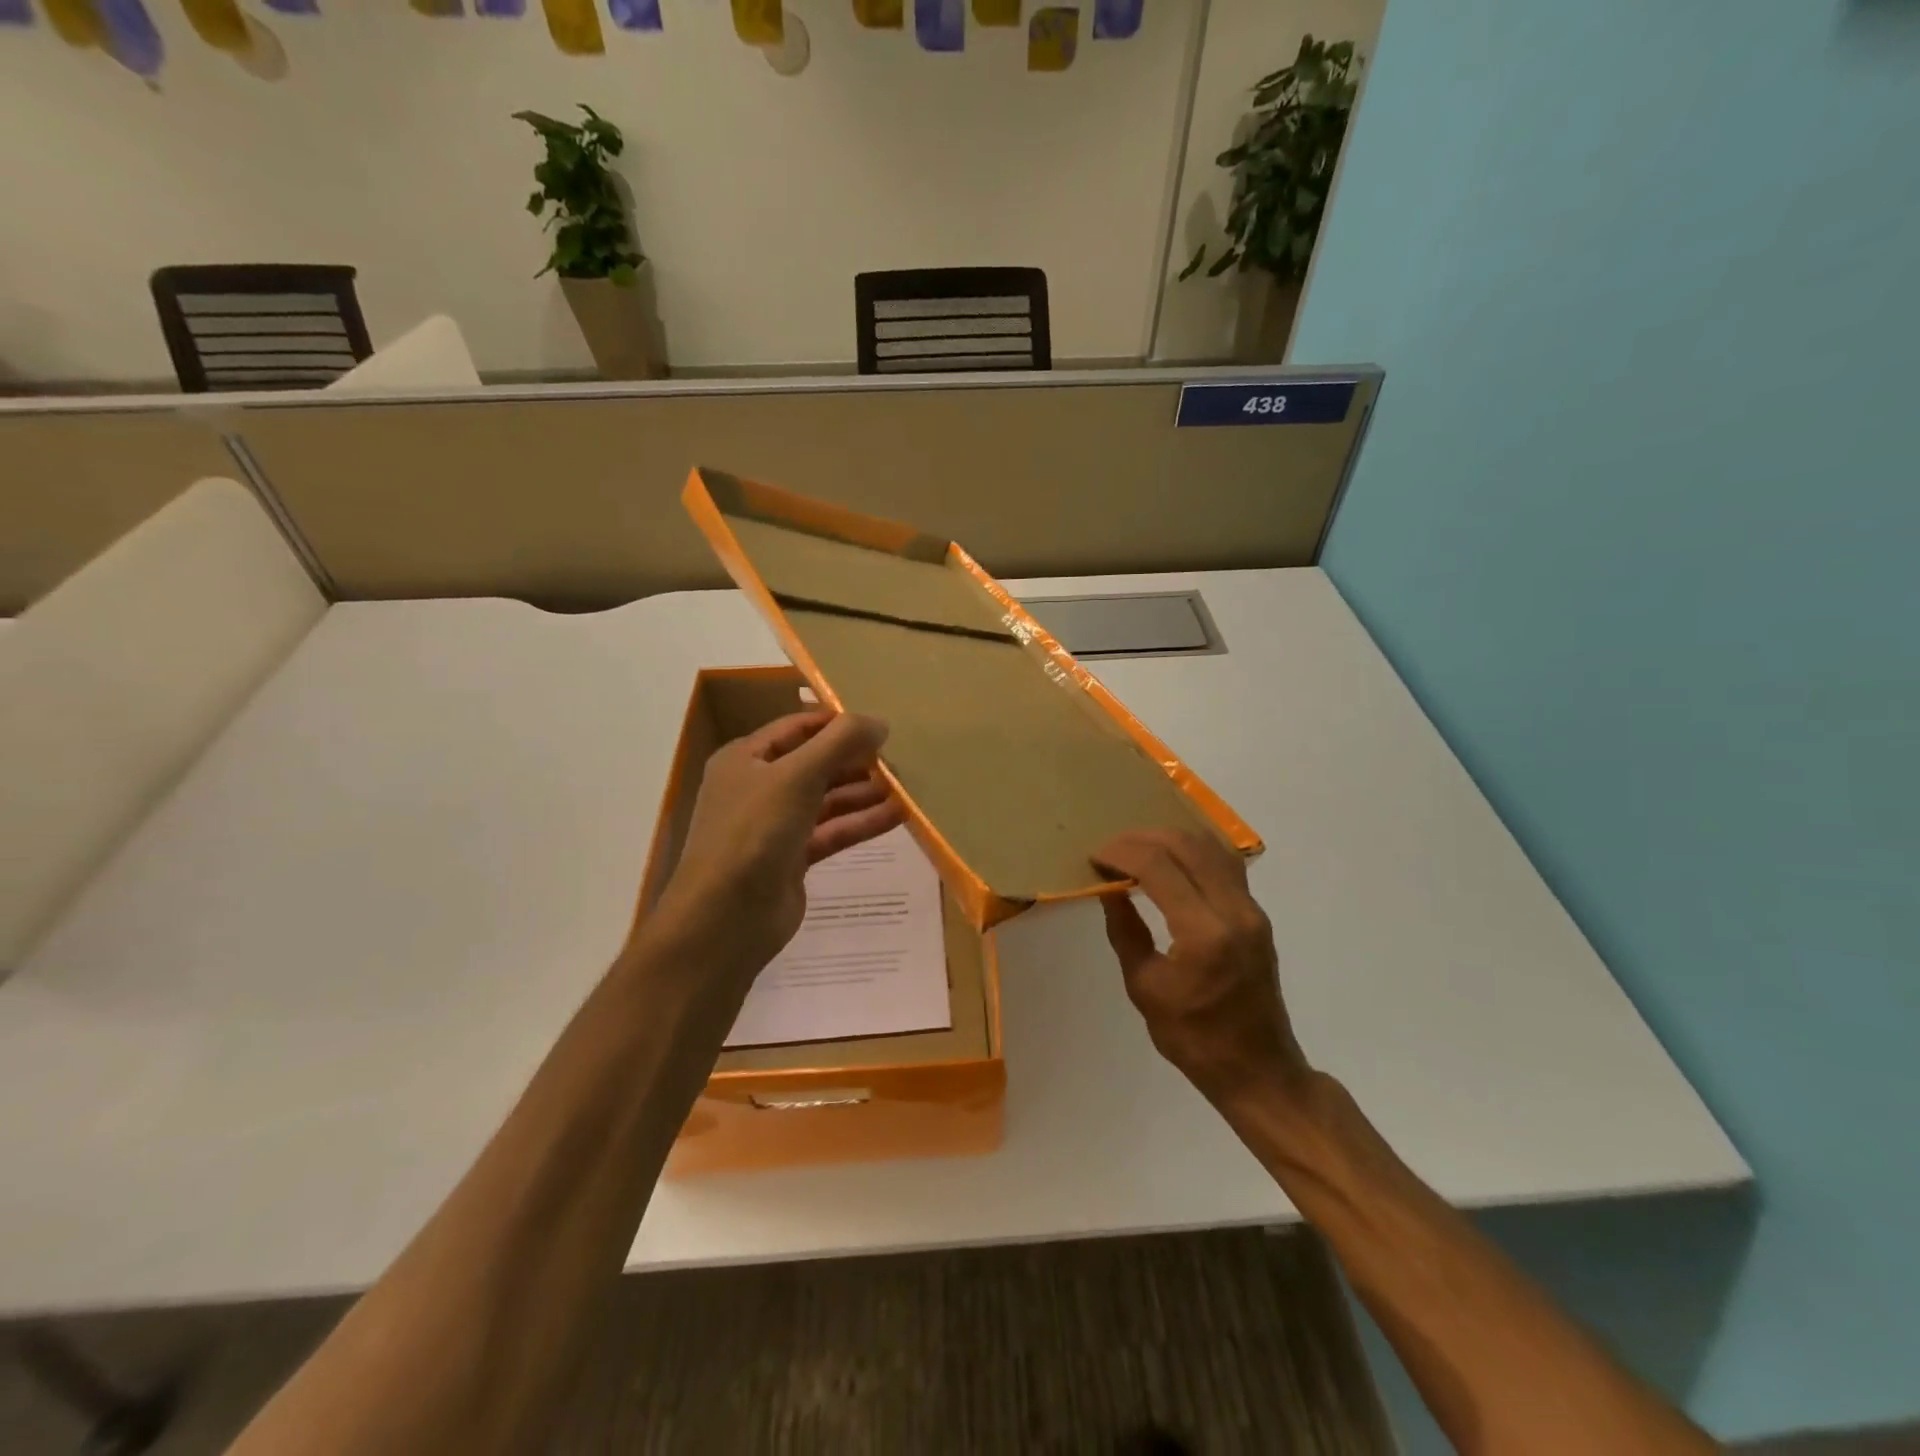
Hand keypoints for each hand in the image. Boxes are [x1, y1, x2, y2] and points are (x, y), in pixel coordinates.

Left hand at [651, 711, 901, 976]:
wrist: (725, 918)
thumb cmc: (754, 832)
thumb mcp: (797, 776)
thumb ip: (840, 743)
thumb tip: (880, 721)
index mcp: (745, 758)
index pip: (797, 727)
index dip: (837, 723)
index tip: (880, 723)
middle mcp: (758, 787)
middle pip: (815, 764)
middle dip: (856, 760)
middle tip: (900, 757)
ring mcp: (775, 825)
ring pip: (827, 800)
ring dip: (864, 792)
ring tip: (907, 786)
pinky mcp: (793, 858)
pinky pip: (832, 831)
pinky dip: (861, 823)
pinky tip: (899, 816)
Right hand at [1092, 829, 1311, 1108]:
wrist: (1259, 1070)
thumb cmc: (1194, 1039)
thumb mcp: (1144, 987)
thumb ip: (1125, 930)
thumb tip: (1109, 888)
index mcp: (1203, 934)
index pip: (1158, 867)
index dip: (1121, 853)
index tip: (1095, 858)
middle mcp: (1234, 911)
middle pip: (1185, 845)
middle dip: (1141, 839)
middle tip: (1110, 851)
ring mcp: (1251, 910)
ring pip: (1210, 846)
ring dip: (1168, 839)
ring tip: (1136, 851)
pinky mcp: (1256, 914)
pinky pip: (1224, 863)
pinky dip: (1192, 851)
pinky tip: (1170, 861)